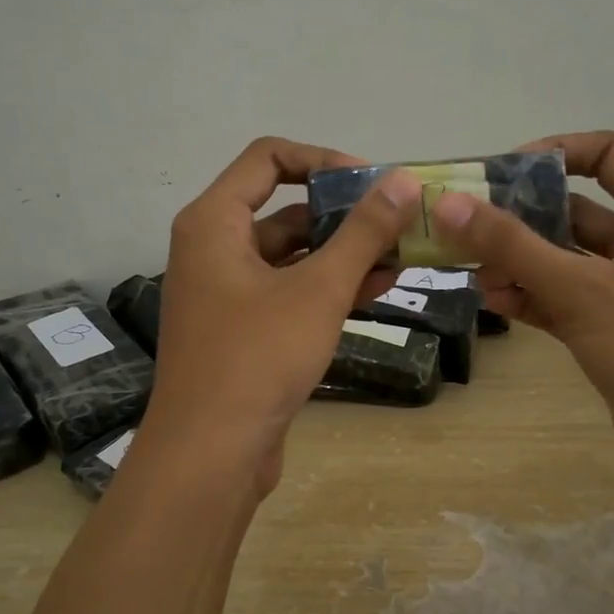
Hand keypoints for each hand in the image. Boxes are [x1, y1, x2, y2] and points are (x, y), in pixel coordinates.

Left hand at [142, 137, 419, 494]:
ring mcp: (227, 293)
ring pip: (293, 257)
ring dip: (344, 255)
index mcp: (214, 223)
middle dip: (344, 216)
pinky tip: (378, 290)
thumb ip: (362, 233)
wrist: (211, 454)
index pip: (269, 159)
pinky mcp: (243, 331)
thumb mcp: (319, 290)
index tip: (372, 184)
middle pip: (285, 210)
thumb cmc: (258, 357)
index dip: (323, 161)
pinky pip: (289, 293)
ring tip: (402, 258)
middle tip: (400, 225)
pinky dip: (328, 289)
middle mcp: (213, 249)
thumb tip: (401, 181)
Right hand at [431, 130, 613, 485]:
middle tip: (467, 228)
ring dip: (521, 264)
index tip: (503, 172)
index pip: (608, 154)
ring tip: (472, 274)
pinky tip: (495, 304)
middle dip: (522, 219)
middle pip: (577, 211)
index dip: (556, 152)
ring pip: (566, 261)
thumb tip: (447, 202)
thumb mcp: (579, 289)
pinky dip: (534, 298)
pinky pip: (567, 300)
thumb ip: (510, 245)